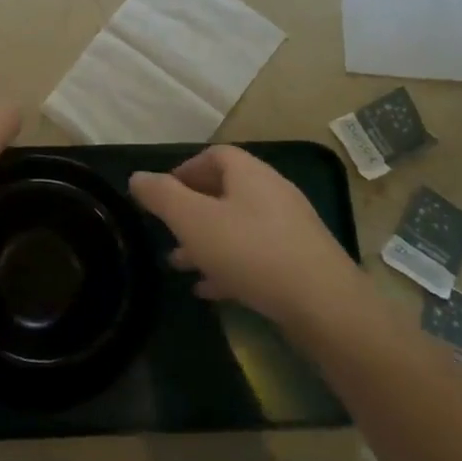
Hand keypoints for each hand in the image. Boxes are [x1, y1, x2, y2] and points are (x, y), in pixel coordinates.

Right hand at [130, 146, 369, 328]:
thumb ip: (162, 196)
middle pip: (226, 191)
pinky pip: (256, 254)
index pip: (215, 155)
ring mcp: (290, 227)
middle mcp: (273, 192)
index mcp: (250, 174)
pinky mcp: (300, 260)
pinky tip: (211, 289)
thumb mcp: (193, 221)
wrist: (324, 305)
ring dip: (207, 241)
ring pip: (238, 225)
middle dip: (191, 210)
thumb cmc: (251, 252)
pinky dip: (230, 264)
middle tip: (168, 231)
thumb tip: (137, 177)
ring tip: (180, 265)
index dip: (184, 169)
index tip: (162, 195)